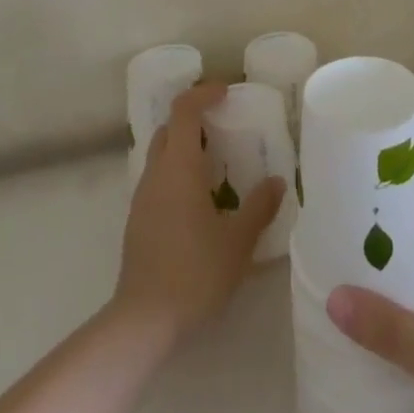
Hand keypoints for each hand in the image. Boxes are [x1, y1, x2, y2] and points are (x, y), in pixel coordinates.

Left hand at [113, 83, 284, 345]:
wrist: (144, 320)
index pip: (184, 110)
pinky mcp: (137, 220)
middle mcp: (156, 173)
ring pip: (161, 154)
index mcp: (179, 167)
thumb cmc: (194, 273)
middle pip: (169, 128)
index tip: (225, 92)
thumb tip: (276, 181)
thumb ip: (259, 207)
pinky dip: (177, 172)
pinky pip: (158, 179)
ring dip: (184, 147)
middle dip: (193, 119)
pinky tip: (199, 200)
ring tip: (216, 163)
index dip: (203, 93)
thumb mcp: (238, 241)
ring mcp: (142, 197)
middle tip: (223, 126)